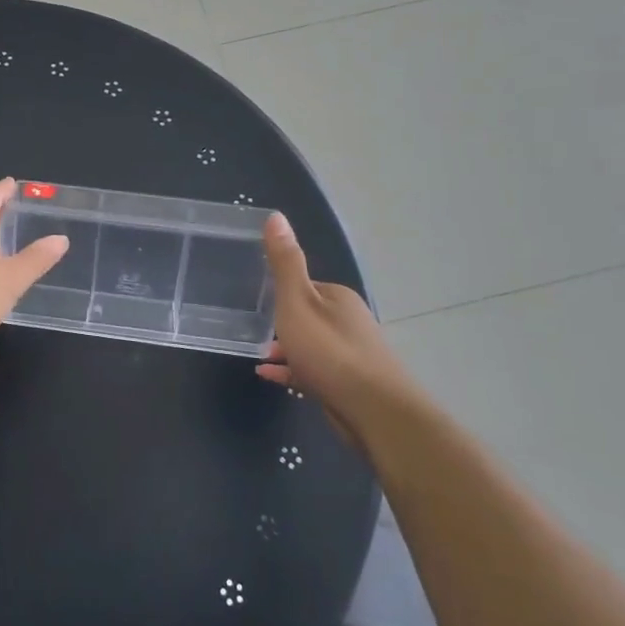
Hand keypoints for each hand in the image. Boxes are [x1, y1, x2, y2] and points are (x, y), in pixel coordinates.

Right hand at [255, 213, 434, 436]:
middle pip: (307, 315)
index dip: (279, 292)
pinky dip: (291, 369)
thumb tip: (275, 215)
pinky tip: (270, 375)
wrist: (373, 410)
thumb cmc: (329, 351)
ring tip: (258, 354)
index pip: (303, 286)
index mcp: (337, 297)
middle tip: (251, 329)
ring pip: (310, 344)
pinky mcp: (347, 383)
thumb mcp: (297, 302)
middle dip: (281, 322)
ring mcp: (349, 353)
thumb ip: (284, 263)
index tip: (254, 299)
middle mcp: (347, 321)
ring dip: (285, 347)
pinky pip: (312, 369)